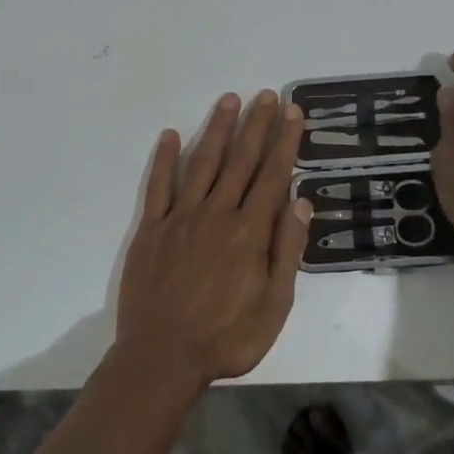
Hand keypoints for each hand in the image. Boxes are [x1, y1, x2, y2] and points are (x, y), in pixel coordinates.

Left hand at [114, 90, 311, 390]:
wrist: (162, 358)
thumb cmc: (226, 338)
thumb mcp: (274, 305)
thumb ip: (288, 250)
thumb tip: (301, 201)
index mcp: (249, 232)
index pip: (272, 175)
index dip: (284, 141)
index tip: (292, 112)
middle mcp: (217, 213)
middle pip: (241, 160)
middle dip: (256, 125)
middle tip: (266, 95)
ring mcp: (181, 218)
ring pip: (203, 163)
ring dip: (217, 130)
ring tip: (229, 100)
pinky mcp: (151, 229)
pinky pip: (159, 186)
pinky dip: (165, 159)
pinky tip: (171, 135)